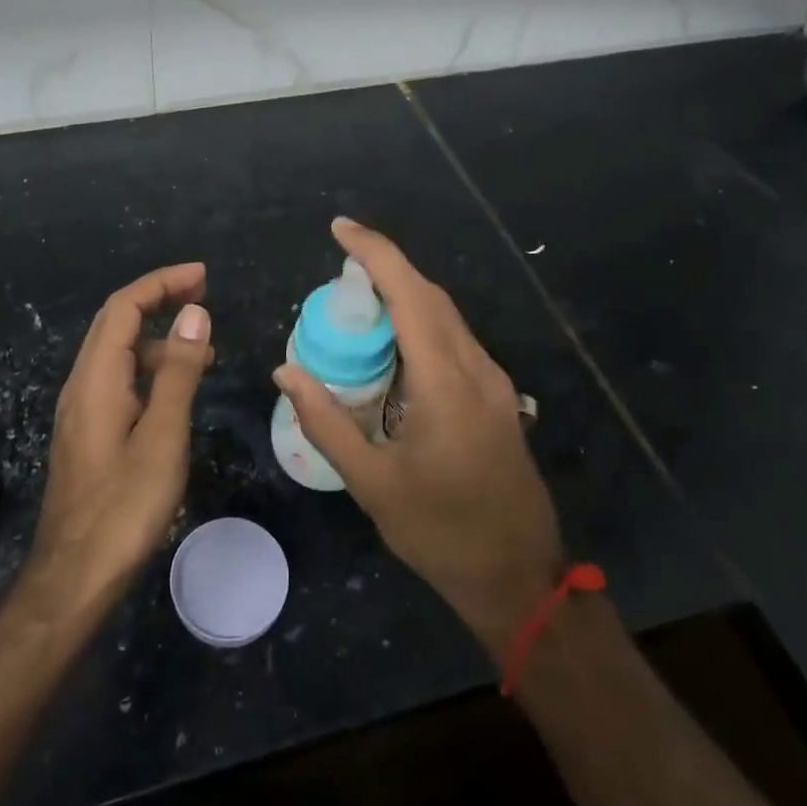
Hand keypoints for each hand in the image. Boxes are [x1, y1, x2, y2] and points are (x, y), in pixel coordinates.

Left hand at [29, 263, 212, 613]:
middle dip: (157, 298)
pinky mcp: (88, 433)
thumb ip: (178, 371)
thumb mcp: (163, 435)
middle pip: (116, 322)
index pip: (124, 307)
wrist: (75, 575)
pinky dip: (149, 368)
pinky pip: (118, 380)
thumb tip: (194, 313)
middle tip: (203, 292)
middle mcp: (82, 384)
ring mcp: (81, 410)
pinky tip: (176, 391)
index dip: (161, 282)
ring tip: (203, 347)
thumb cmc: (124, 506)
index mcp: (97, 378)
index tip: (202, 275)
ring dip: (156, 337)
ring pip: (117, 352)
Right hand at [274, 220, 565, 657]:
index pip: (410, 295)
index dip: (375, 252)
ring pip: (447, 316)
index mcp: (446, 383)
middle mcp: (476, 369)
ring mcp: (493, 383)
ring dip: (405, 296)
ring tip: (358, 304)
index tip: (340, 228)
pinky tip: (394, 348)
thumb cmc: (440, 532)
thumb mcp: (372, 483)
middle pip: (431, 296)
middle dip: (386, 269)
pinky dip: (421, 325)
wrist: (520, 577)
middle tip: (339, 271)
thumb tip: (286, 371)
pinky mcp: (497, 397)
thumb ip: (326, 422)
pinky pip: (455, 341)